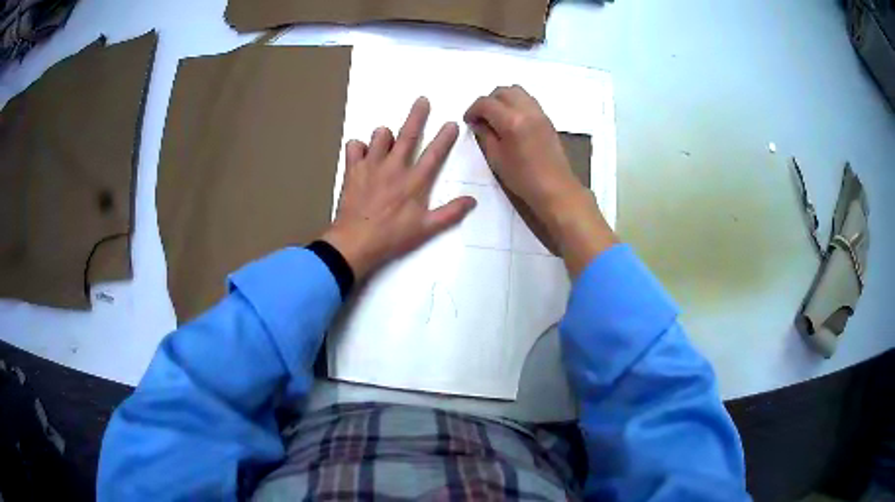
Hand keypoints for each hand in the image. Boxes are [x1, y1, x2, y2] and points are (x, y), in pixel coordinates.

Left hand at [323, 97, 475, 280]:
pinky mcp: (353, 169)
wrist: (356, 242)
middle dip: (417, 115)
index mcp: (414, 181)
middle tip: (422, 100)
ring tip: (387, 142)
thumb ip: (450, 213)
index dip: (445, 137)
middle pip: (408, 135)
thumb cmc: (392, 237)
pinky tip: (362, 155)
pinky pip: (354, 146)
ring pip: (380, 136)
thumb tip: (473, 200)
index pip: (434, 154)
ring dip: (385, 136)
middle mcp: (394, 167)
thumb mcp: (426, 229)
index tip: (452, 123)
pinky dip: (359, 147)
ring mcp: (371, 166)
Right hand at [464, 85, 616, 276]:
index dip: (473, 109)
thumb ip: (484, 135)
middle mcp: (527, 110)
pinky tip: (512, 121)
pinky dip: (516, 103)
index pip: (486, 103)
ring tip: (497, 117)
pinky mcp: (547, 119)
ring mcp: (539, 113)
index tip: (468, 121)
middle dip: (488, 101)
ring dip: (503, 99)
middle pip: (503, 91)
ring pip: (517, 91)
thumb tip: (478, 122)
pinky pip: (528, 100)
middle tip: (482, 117)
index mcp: (511, 121)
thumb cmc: (523, 178)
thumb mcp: (496, 158)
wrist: (556, 188)